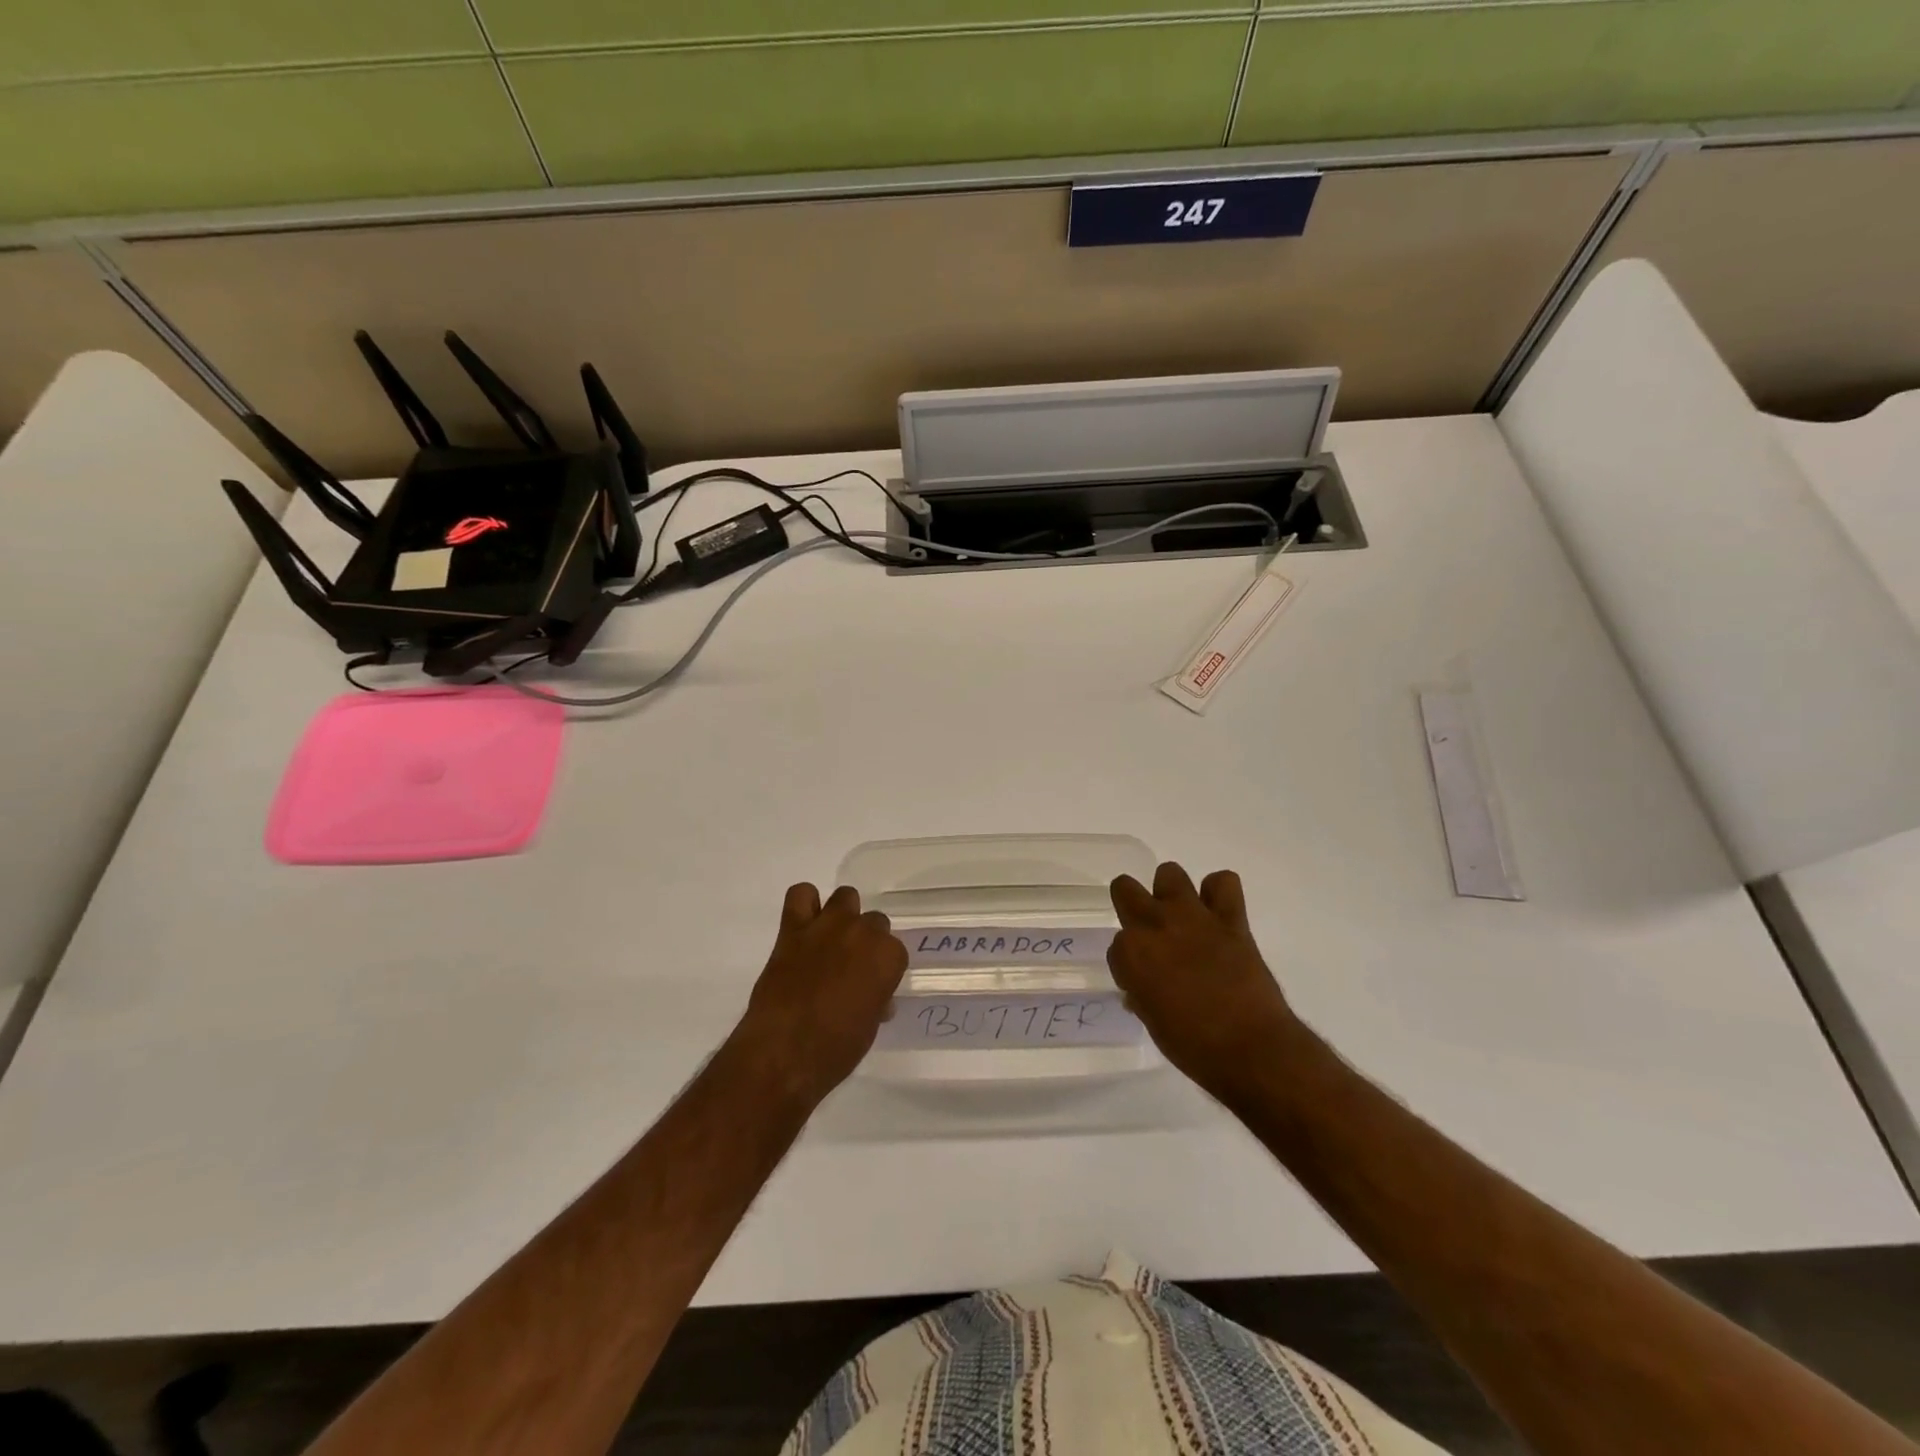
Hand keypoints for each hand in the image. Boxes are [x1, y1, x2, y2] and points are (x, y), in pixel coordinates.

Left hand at [731, 883, 907, 1108]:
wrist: (785, 1052)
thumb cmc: (836, 1049)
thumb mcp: (870, 1026)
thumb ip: (876, 998)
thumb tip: (873, 995)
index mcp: (888, 957)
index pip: (895, 951)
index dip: (883, 969)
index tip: (872, 987)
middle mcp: (862, 932)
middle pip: (874, 921)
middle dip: (865, 942)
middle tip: (850, 967)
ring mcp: (828, 926)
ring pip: (845, 897)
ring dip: (842, 916)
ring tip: (831, 941)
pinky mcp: (793, 928)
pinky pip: (801, 895)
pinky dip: (805, 904)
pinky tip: (805, 925)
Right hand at [1108, 863, 1302, 1101]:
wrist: (1251, 1049)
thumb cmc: (1192, 1045)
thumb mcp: (1152, 1020)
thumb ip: (1142, 993)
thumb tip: (1143, 987)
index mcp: (1130, 953)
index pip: (1116, 945)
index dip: (1128, 963)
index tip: (1141, 980)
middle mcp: (1155, 924)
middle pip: (1125, 889)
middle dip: (1131, 906)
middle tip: (1149, 933)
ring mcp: (1193, 916)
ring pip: (1169, 873)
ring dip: (1171, 892)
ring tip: (1182, 917)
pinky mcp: (1230, 918)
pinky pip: (1223, 882)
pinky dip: (1218, 892)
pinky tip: (1217, 912)